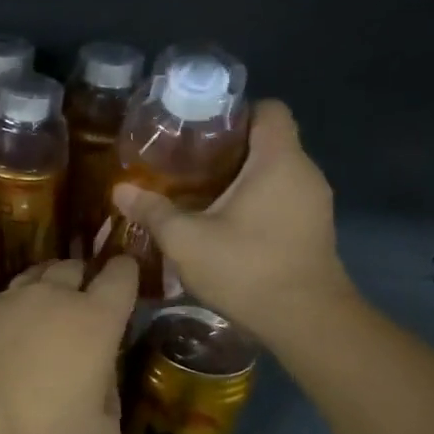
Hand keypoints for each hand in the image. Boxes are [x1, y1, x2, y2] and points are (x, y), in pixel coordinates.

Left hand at [0, 256, 139, 433]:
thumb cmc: (38, 429)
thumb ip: (109, 407)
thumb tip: (101, 387)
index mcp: (95, 320)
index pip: (120, 277)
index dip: (127, 271)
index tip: (127, 272)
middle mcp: (53, 297)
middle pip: (73, 267)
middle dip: (84, 276)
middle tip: (85, 298)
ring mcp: (9, 299)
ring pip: (35, 276)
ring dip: (47, 286)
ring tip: (48, 308)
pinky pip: (3, 300)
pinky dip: (13, 310)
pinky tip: (9, 333)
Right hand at [112, 100, 352, 341]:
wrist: (307, 323)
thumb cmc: (248, 268)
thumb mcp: (186, 240)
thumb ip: (153, 210)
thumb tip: (120, 190)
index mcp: (278, 160)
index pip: (268, 110)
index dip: (234, 111)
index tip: (198, 128)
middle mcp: (303, 173)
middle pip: (267, 141)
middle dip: (226, 147)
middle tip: (183, 162)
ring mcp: (313, 202)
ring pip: (273, 172)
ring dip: (238, 177)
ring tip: (196, 192)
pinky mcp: (312, 229)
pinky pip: (280, 197)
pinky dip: (253, 201)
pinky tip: (222, 223)